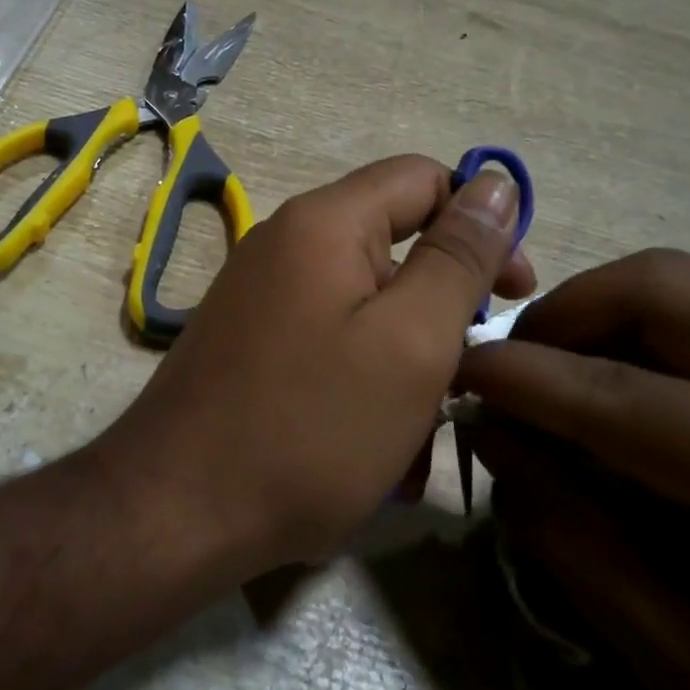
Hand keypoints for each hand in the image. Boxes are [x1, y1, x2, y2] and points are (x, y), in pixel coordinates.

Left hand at [102, 155, 532, 572]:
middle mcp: (284, 245)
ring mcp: (260, 297)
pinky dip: (362, 386)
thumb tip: (496, 182)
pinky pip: (328, 345)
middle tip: (463, 384)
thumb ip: (457, 258)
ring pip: (365, 311)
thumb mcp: (410, 342)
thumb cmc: (309, 428)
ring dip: (406, 368)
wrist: (175, 511)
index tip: (514, 295)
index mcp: (323, 223)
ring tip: (414, 443)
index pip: (424, 179)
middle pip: (394, 249)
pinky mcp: (249, 345)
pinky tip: (374, 453)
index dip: (481, 224)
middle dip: (441, 315)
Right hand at [457, 249, 689, 689]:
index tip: (452, 368)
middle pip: (672, 286)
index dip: (520, 375)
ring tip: (562, 374)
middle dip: (566, 312)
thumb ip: (566, 527)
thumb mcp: (677, 655)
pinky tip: (635, 390)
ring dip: (610, 314)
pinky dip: (661, 333)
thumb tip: (489, 429)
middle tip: (513, 367)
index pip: (625, 393)